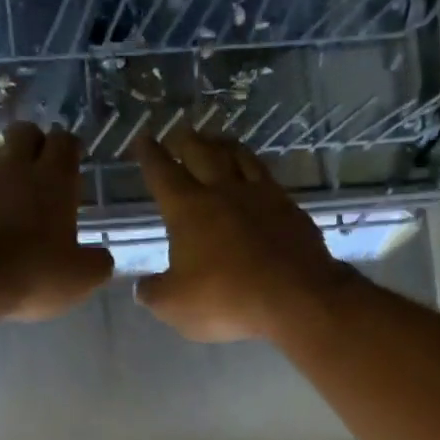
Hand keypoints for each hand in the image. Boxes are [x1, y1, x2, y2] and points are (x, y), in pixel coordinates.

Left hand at [0, 123, 114, 321]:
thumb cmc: (34, 272)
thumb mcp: (81, 277)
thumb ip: (98, 262)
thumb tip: (101, 258)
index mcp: (54, 179)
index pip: (65, 141)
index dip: (71, 149)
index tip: (73, 164)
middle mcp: (16, 167)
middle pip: (24, 132)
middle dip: (34, 144)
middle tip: (41, 170)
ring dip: (0, 162)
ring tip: (7, 188)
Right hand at [131, 127, 355, 342]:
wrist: (296, 298)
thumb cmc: (227, 299)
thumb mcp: (176, 306)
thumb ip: (155, 293)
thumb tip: (143, 286)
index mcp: (189, 209)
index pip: (163, 174)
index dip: (150, 155)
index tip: (143, 139)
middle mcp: (224, 192)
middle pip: (202, 153)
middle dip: (187, 141)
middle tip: (179, 133)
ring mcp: (262, 197)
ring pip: (239, 157)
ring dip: (224, 145)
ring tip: (217, 140)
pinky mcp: (290, 209)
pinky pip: (268, 178)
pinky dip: (256, 169)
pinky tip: (258, 175)